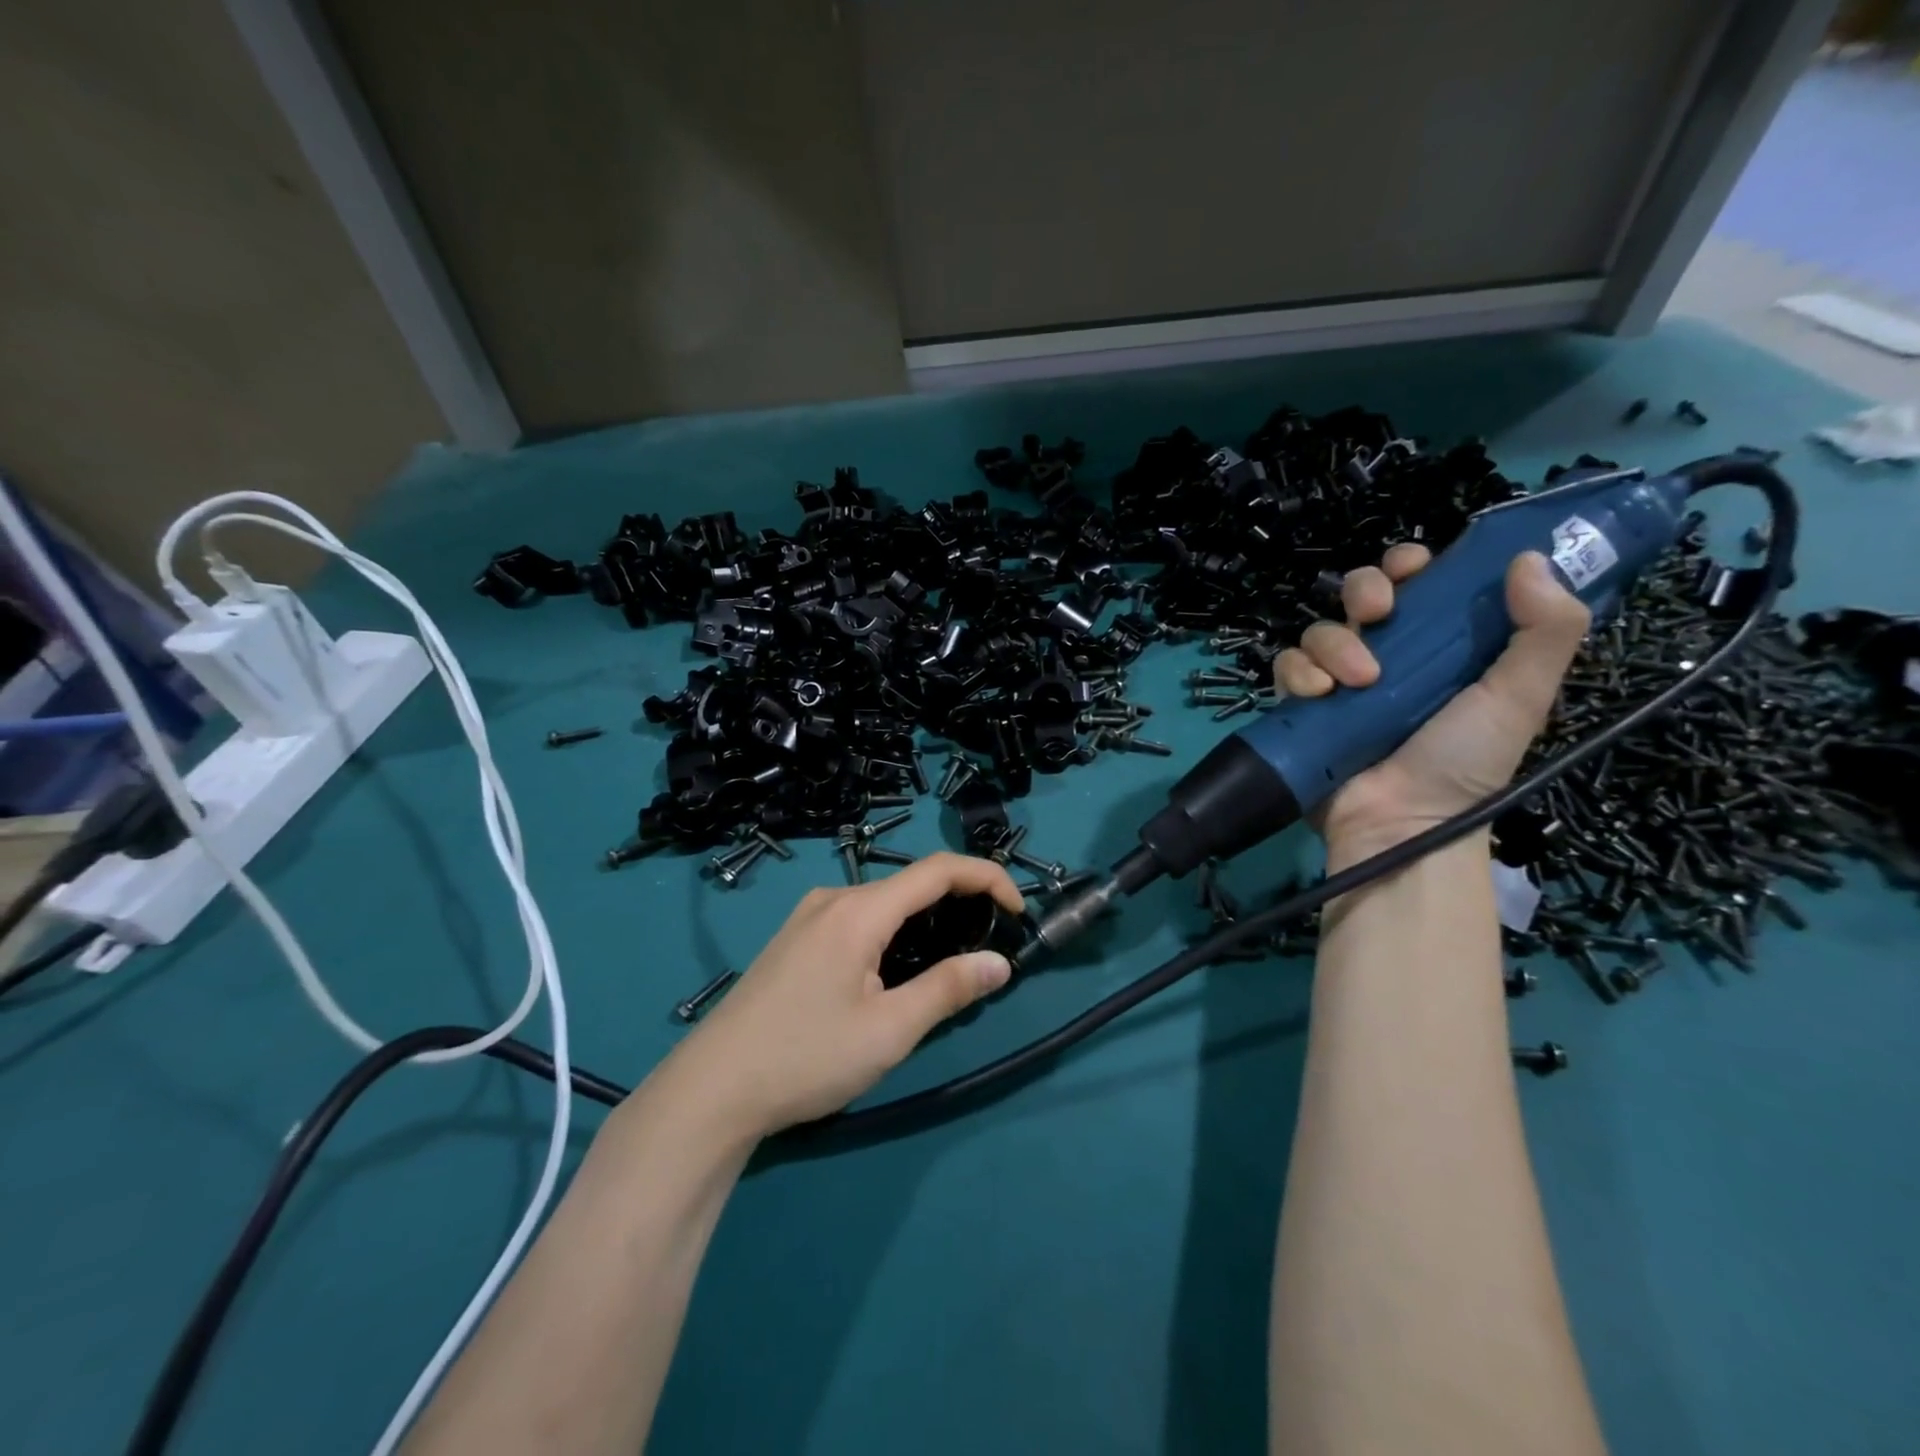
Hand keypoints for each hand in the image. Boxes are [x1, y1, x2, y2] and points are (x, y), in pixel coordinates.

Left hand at [654, 853, 1024, 1139]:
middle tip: (986, 948)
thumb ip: (948, 989)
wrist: (711, 1091)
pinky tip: (893, 974)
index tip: (1017, 910)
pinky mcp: (794, 941)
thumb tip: (999, 962)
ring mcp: (808, 918)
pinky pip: (857, 921)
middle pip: (910, 885)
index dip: (986, 878)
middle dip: (958, 904)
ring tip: (947, 966)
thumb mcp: (889, 1031)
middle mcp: (833, 900)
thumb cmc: (806, 1057)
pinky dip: (892, 934)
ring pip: (883, 905)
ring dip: (924, 922)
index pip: (938, 870)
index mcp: (859, 911)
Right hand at [1274, 544, 1589, 869]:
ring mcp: (1340, 682)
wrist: (1401, 821)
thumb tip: (1530, 558)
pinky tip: (1319, 696)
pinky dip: (1299, 674)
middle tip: (1376, 614)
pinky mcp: (1303, 707)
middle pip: (1359, 594)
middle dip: (1363, 590)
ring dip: (1335, 644)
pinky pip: (1288, 667)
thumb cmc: (1465, 760)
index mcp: (1441, 647)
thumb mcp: (1520, 696)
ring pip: (1321, 629)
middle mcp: (1389, 656)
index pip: (1420, 585)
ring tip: (1357, 682)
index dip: (1411, 565)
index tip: (1413, 568)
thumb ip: (1545, 630)